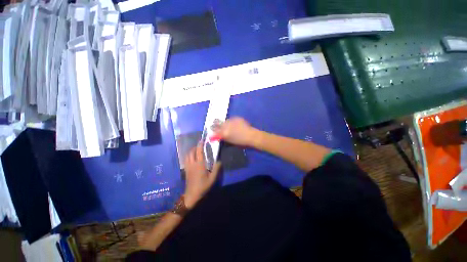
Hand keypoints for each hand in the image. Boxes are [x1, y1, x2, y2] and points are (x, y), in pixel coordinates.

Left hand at [183, 142, 220, 208]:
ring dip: (191, 150)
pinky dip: (188, 155)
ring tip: (196, 150)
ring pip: (187, 155)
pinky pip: (186, 159)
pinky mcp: (186, 170)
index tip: (202, 140)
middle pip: (192, 151)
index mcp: (199, 164)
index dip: (200, 144)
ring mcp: (188, 166)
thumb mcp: (212, 178)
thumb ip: (216, 169)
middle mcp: (192, 163)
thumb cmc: (203, 186)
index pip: (199, 151)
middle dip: (195, 146)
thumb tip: (219, 160)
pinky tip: (192, 157)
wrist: (191, 195)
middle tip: (200, 145)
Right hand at [212, 117, 258, 146]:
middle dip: (217, 124)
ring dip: (224, 123)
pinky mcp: (237, 118)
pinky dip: (231, 121)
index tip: (211, 129)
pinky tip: (234, 124)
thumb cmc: (241, 142)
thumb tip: (217, 135)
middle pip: (218, 123)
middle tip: (217, 125)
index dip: (213, 130)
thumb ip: (223, 137)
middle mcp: (226, 126)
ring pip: (225, 121)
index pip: (215, 130)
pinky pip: (231, 119)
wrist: (251, 136)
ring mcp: (232, 121)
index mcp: (224, 133)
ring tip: (228, 125)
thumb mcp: (230, 141)